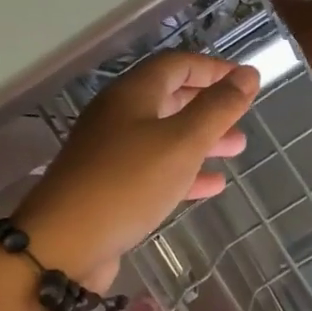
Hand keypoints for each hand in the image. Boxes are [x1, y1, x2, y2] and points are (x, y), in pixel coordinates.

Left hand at [14, 52, 259, 291]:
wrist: (63, 246)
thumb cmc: (127, 183)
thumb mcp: (181, 142)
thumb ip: (217, 108)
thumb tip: (248, 74)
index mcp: (132, 94)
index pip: (177, 65)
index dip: (213, 68)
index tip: (246, 81)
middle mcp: (118, 117)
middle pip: (170, 99)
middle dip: (209, 107)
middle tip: (243, 118)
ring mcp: (111, 153)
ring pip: (164, 137)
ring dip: (201, 140)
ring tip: (236, 149)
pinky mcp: (110, 188)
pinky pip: (154, 170)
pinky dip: (184, 173)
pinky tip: (212, 186)